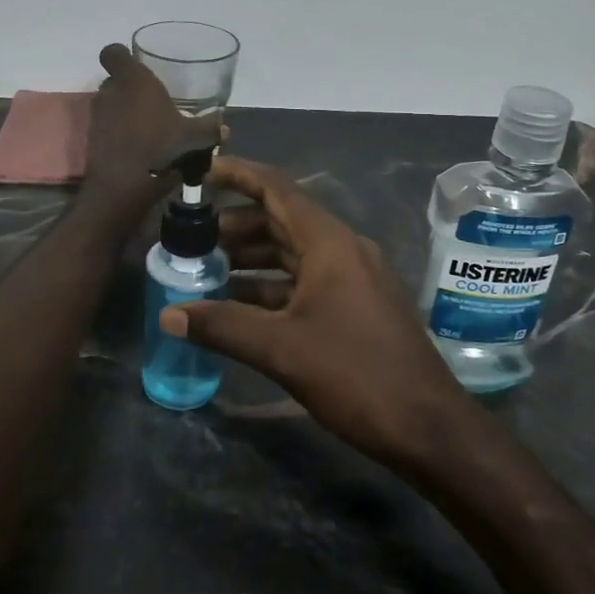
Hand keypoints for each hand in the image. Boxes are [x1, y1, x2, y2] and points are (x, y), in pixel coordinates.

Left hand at [79, 44, 221, 226]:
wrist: (123, 186)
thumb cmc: (161, 147)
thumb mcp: (195, 138)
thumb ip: (211, 128)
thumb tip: (225, 128)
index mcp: (134, 80)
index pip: (113, 52)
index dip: (122, 56)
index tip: (138, 66)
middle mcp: (111, 92)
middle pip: (115, 80)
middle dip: (130, 88)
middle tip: (152, 102)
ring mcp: (98, 117)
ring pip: (111, 105)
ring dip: (125, 112)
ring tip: (148, 128)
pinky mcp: (92, 140)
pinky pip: (106, 128)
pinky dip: (119, 133)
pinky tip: (138, 148)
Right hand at [159, 156, 471, 465]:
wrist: (426, 424)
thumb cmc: (355, 374)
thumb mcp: (282, 349)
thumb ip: (223, 326)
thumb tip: (168, 315)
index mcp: (330, 244)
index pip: (278, 190)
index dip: (239, 175)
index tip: (202, 170)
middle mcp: (344, 250)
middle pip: (283, 220)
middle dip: (237, 224)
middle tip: (193, 236)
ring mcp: (355, 277)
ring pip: (295, 253)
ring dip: (253, 257)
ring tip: (208, 268)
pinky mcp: (358, 305)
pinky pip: (308, 280)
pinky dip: (273, 285)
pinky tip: (242, 303)